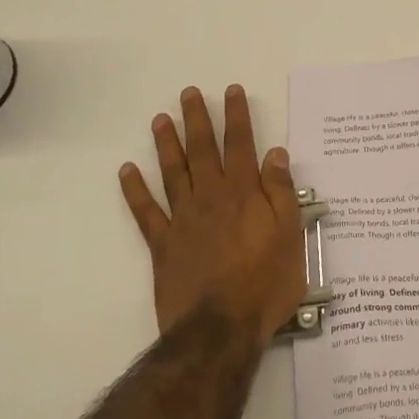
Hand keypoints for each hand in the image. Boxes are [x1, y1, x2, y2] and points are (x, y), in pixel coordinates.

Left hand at [120, 85, 306, 339]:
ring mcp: (183, 219)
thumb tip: (275, 153)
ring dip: (166, 144)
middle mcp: (211, 197)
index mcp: (244, 193)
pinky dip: (135, 190)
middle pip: (202, 150)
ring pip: (173, 173)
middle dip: (197, 119)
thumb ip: (281, 192)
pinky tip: (127, 171)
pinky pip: (145, 212)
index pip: (240, 145)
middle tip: (188, 93)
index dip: (236, 116)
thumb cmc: (266, 282)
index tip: (231, 91)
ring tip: (160, 119)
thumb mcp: (291, 235)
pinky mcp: (163, 244)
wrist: (221, 327)